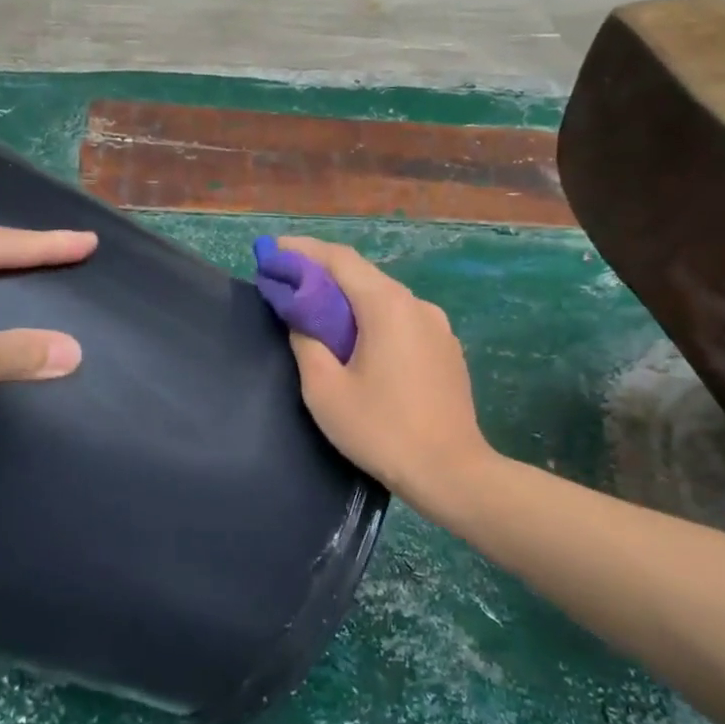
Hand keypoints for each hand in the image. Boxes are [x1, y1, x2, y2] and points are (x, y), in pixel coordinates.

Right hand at [277, 236, 493, 512]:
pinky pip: (402, 320)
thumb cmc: (382, 431)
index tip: (272, 252)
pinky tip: (357, 340)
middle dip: (322, 274)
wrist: (452, 472)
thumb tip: (301, 320)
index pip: (340, 260)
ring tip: (317, 312)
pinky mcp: (446, 349)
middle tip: (287, 282)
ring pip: (384, 298)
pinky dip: (372, 318)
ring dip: (348, 298)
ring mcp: (438, 326)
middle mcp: (417, 305)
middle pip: (363, 275)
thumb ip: (306, 343)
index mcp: (388, 306)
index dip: (303, 251)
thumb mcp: (326, 391)